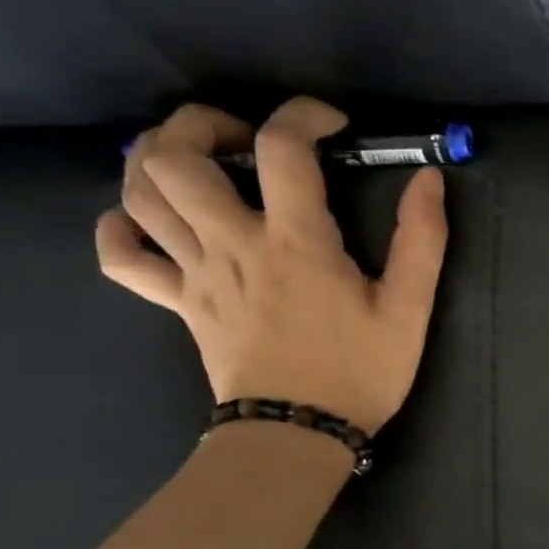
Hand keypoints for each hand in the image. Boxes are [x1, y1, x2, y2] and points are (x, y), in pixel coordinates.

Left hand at [95, 97, 448, 433]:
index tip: (331, 125)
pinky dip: (120, 228)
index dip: (302, 115)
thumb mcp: (409, 309)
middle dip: (201, 124)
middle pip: (175, 156)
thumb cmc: (360, 371)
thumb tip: (428, 179)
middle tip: (242, 137)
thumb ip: (422, 240)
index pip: (282, 147)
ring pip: (139, 194)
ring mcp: (196, 274)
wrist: (298, 434)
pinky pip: (122, 258)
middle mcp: (233, 244)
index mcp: (295, 241)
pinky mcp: (178, 304)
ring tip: (196, 161)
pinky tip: (145, 220)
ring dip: (155, 160)